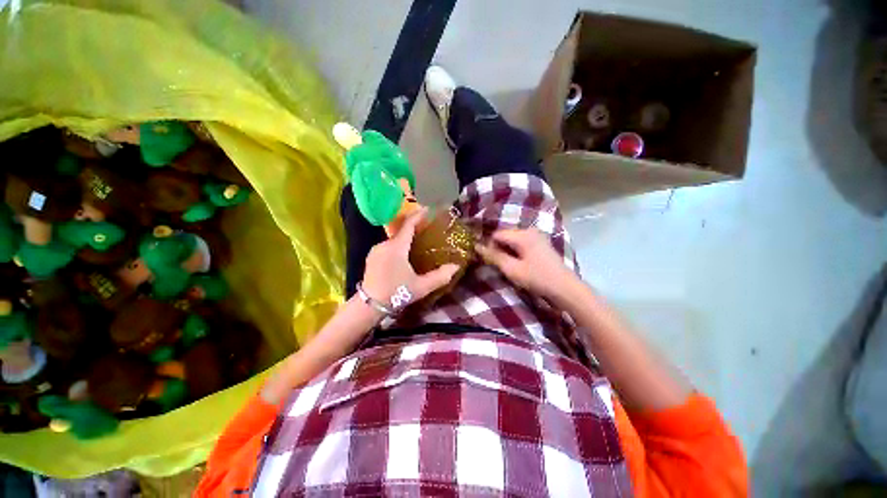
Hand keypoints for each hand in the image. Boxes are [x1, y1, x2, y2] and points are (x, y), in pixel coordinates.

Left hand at [362, 208, 459, 309]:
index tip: (428, 209)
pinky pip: (388, 246)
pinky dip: (398, 245)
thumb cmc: (396, 293)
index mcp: (397, 248)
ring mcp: (376, 250)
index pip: (408, 225)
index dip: (419, 216)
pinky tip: (403, 255)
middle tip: (427, 229)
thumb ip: (440, 276)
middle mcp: (385, 244)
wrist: (369, 305)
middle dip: (414, 228)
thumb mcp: (421, 287)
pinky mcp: (372, 257)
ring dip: (405, 238)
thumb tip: (456, 267)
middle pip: (401, 231)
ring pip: (394, 240)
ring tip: (417, 242)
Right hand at [475, 228, 576, 298]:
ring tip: (508, 265)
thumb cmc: (538, 279)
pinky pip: (521, 242)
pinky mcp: (540, 243)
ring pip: (512, 239)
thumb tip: (478, 246)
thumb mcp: (512, 269)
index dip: (489, 246)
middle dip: (498, 248)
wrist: (565, 288)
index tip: (489, 260)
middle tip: (498, 264)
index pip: (497, 234)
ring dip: (507, 250)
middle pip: (505, 235)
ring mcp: (537, 236)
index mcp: (523, 235)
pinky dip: (516, 251)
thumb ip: (494, 256)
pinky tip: (518, 263)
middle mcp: (530, 230)